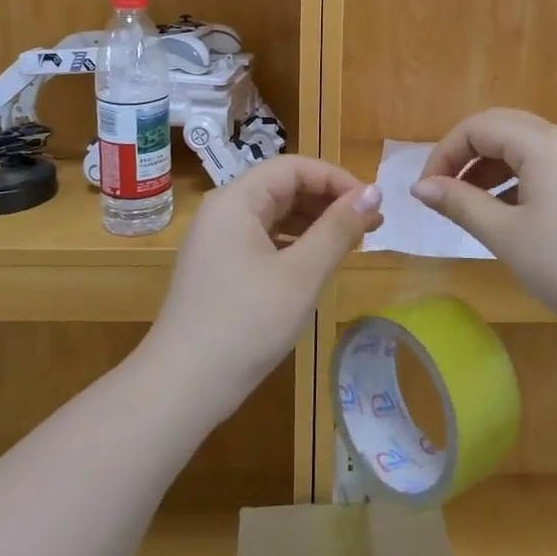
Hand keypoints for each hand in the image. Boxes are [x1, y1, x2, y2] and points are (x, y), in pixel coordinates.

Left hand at [144, 156, 383, 415]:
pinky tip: (319, 264)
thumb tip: (374, 192)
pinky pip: (264, 239)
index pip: (294, 167)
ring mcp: (218, 240)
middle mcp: (223, 211)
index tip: (371, 205)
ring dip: (316, 223)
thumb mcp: (301, 274)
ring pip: (276, 214)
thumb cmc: (246, 323)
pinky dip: (296, 244)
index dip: (336, 179)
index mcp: (236, 200)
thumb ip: (338, 228)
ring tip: (354, 243)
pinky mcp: (219, 267)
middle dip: (329, 201)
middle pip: (283, 187)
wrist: (182, 387)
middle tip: (372, 225)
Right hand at [411, 109, 556, 325]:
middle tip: (443, 192)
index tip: (426, 192)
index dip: (444, 154)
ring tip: (470, 206)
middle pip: (499, 127)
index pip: (476, 127)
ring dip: (488, 168)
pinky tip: (506, 213)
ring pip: (521, 146)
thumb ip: (460, 204)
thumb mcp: (506, 235)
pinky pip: (541, 164)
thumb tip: (420, 187)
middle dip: (464, 155)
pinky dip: (514, 179)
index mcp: (539, 143)